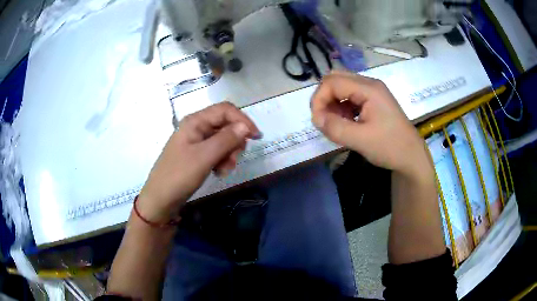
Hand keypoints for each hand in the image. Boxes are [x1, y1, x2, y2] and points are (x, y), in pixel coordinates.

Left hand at [137, 102, 259, 222]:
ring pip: (223, 140)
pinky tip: (219, 172)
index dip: (242, 120)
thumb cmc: (179, 175)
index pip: (225, 110)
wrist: (160, 199)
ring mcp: (196, 141)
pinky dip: (222, 160)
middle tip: (235, 159)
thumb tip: (245, 126)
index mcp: (195, 121)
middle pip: (225, 125)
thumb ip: (226, 139)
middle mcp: (196, 127)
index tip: (256, 137)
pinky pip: (216, 151)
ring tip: (224, 170)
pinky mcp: (197, 154)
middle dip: (235, 141)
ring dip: (229, 153)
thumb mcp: (204, 157)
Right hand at [310, 72, 428, 176]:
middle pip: (336, 79)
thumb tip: (316, 118)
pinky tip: (346, 122)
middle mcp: (370, 84)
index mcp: (369, 89)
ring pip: (341, 87)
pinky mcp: (373, 100)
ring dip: (332, 103)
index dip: (319, 99)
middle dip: (324, 98)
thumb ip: (335, 128)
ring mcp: (372, 91)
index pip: (332, 82)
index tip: (317, 121)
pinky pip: (350, 96)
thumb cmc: (390, 147)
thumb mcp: (361, 140)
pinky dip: (341, 107)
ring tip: (335, 124)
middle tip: (323, 119)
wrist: (411, 157)